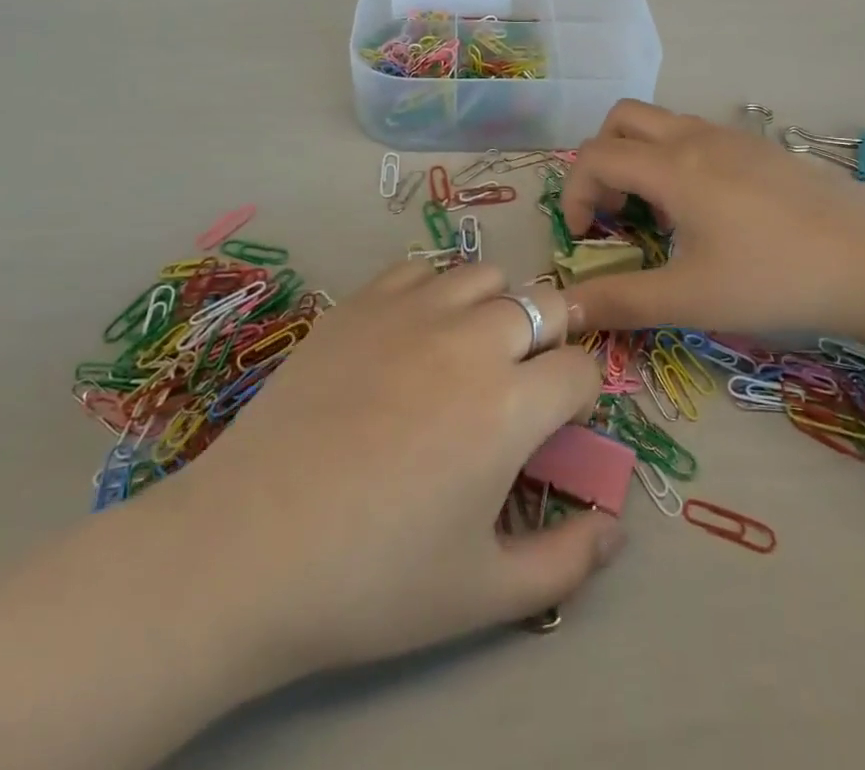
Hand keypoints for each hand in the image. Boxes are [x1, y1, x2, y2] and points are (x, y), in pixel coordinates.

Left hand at [165, 260, 620, 691]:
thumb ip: (567, 562)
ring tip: (470, 352)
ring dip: (496, 309)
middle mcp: (471, 339)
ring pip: (485, 276)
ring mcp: (411, 312)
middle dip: (551, 339)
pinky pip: (419, 270)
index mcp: (510, 405)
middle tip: (521, 383)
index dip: (580, 397)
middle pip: (545, 305)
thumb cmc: (373, 580)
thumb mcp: (484, 594)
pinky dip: (434, 293)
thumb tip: (616, 526)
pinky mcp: (360, 303)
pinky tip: (412, 335)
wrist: (247, 549)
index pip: (581, 369)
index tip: (556, 425)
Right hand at [559, 100, 864, 343]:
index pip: (595, 156)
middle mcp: (696, 137)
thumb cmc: (775, 279)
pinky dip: (676, 159)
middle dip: (601, 160)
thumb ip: (620, 300)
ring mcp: (733, 137)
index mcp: (673, 167)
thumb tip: (564, 309)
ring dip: (640, 158)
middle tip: (614, 210)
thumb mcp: (690, 298)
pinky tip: (707, 212)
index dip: (573, 193)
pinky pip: (698, 135)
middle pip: (622, 119)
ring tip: (659, 215)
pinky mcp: (762, 148)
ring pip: (662, 123)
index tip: (584, 236)